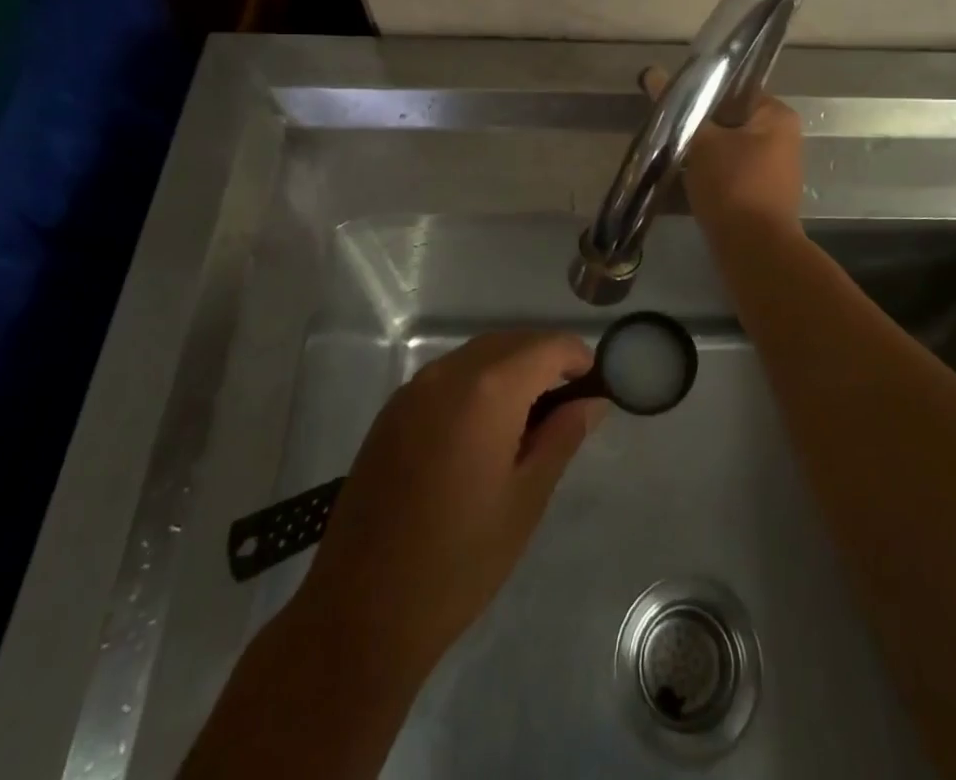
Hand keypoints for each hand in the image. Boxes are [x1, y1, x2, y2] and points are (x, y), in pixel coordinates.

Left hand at [294, 331, 605, 693]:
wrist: (360, 612)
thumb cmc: (459, 561)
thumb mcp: (526, 499)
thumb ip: (562, 436)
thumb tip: (592, 401)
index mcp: (488, 390)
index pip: (548, 346)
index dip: (578, 358)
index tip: (594, 387)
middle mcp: (448, 373)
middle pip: (512, 342)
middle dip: (546, 360)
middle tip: (568, 404)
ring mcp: (414, 389)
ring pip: (478, 355)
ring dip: (511, 369)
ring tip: (530, 417)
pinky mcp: (392, 411)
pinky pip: (448, 375)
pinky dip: (477, 382)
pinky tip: (484, 428)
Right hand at [642, 66, 804, 236]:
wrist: (754, 251)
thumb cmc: (733, 184)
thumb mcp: (701, 141)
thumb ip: (678, 107)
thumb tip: (652, 72)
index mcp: (777, 116)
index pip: (736, 88)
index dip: (703, 92)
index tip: (674, 100)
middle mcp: (783, 139)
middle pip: (730, 120)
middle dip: (699, 126)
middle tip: (668, 128)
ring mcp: (775, 170)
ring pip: (727, 150)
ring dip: (701, 153)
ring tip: (669, 153)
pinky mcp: (762, 197)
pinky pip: (730, 175)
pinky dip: (708, 175)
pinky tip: (681, 180)